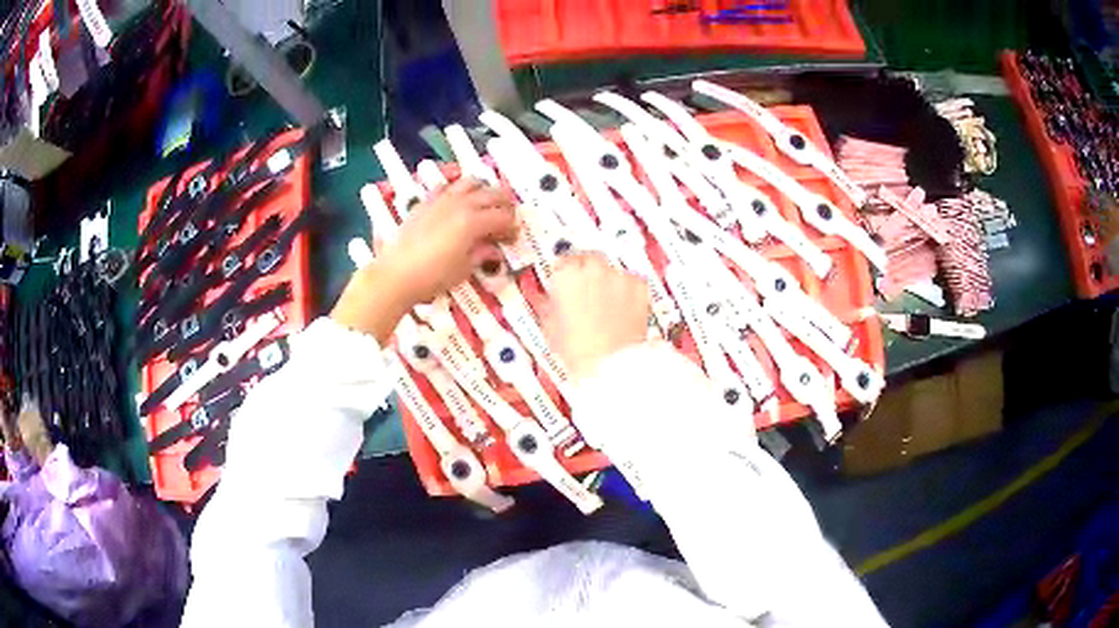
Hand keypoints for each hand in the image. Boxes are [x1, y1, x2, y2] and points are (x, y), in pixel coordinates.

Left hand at [331, 178, 517, 343]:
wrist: (395, 274)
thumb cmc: (432, 277)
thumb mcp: (463, 269)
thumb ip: (481, 255)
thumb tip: (493, 249)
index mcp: (473, 222)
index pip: (504, 217)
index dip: (512, 227)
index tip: (512, 237)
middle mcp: (460, 205)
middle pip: (493, 194)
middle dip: (505, 204)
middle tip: (507, 217)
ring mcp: (441, 200)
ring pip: (471, 182)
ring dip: (483, 189)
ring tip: (486, 202)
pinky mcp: (425, 203)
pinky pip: (446, 186)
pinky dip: (457, 189)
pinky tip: (457, 199)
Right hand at [543, 253, 650, 379]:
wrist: (611, 363)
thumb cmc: (579, 351)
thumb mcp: (550, 327)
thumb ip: (549, 304)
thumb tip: (550, 300)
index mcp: (566, 275)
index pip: (562, 262)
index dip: (563, 273)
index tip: (565, 281)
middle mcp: (593, 268)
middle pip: (588, 259)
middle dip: (586, 272)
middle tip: (586, 291)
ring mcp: (618, 276)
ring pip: (611, 270)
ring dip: (607, 281)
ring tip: (605, 305)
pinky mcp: (639, 286)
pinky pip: (631, 282)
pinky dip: (627, 291)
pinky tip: (621, 309)